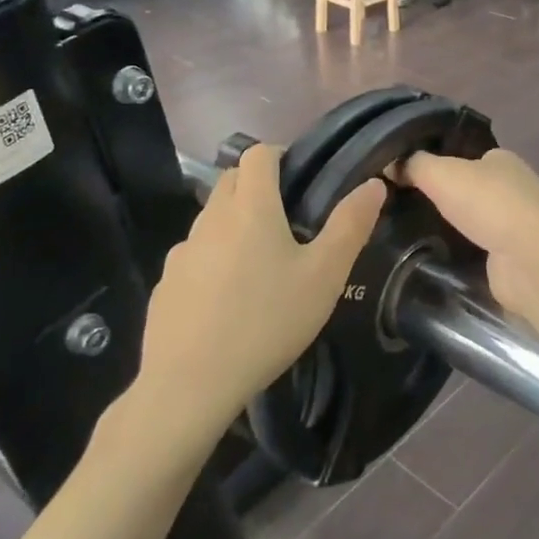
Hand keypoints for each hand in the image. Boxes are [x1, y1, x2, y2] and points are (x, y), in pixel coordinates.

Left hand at [137, 144, 384, 436]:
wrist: (190, 385)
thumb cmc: (267, 323)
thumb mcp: (324, 276)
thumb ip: (350, 225)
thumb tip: (373, 184)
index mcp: (250, 206)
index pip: (259, 153)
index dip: (280, 156)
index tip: (301, 182)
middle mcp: (211, 218)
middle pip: (231, 179)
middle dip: (256, 186)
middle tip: (287, 222)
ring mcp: (182, 250)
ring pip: (211, 218)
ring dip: (234, 225)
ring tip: (259, 266)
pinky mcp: (165, 283)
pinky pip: (194, 256)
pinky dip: (211, 261)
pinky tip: (226, 301)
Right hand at [400, 149, 538, 318]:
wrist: (531, 260)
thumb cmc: (490, 203)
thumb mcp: (442, 173)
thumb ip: (415, 165)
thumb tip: (390, 162)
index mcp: (501, 161)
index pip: (467, 158)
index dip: (440, 165)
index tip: (408, 177)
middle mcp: (512, 190)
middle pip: (471, 191)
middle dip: (445, 200)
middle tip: (403, 208)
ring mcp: (515, 228)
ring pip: (474, 224)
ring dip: (452, 230)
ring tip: (410, 235)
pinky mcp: (511, 261)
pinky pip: (478, 253)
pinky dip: (461, 256)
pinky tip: (434, 260)